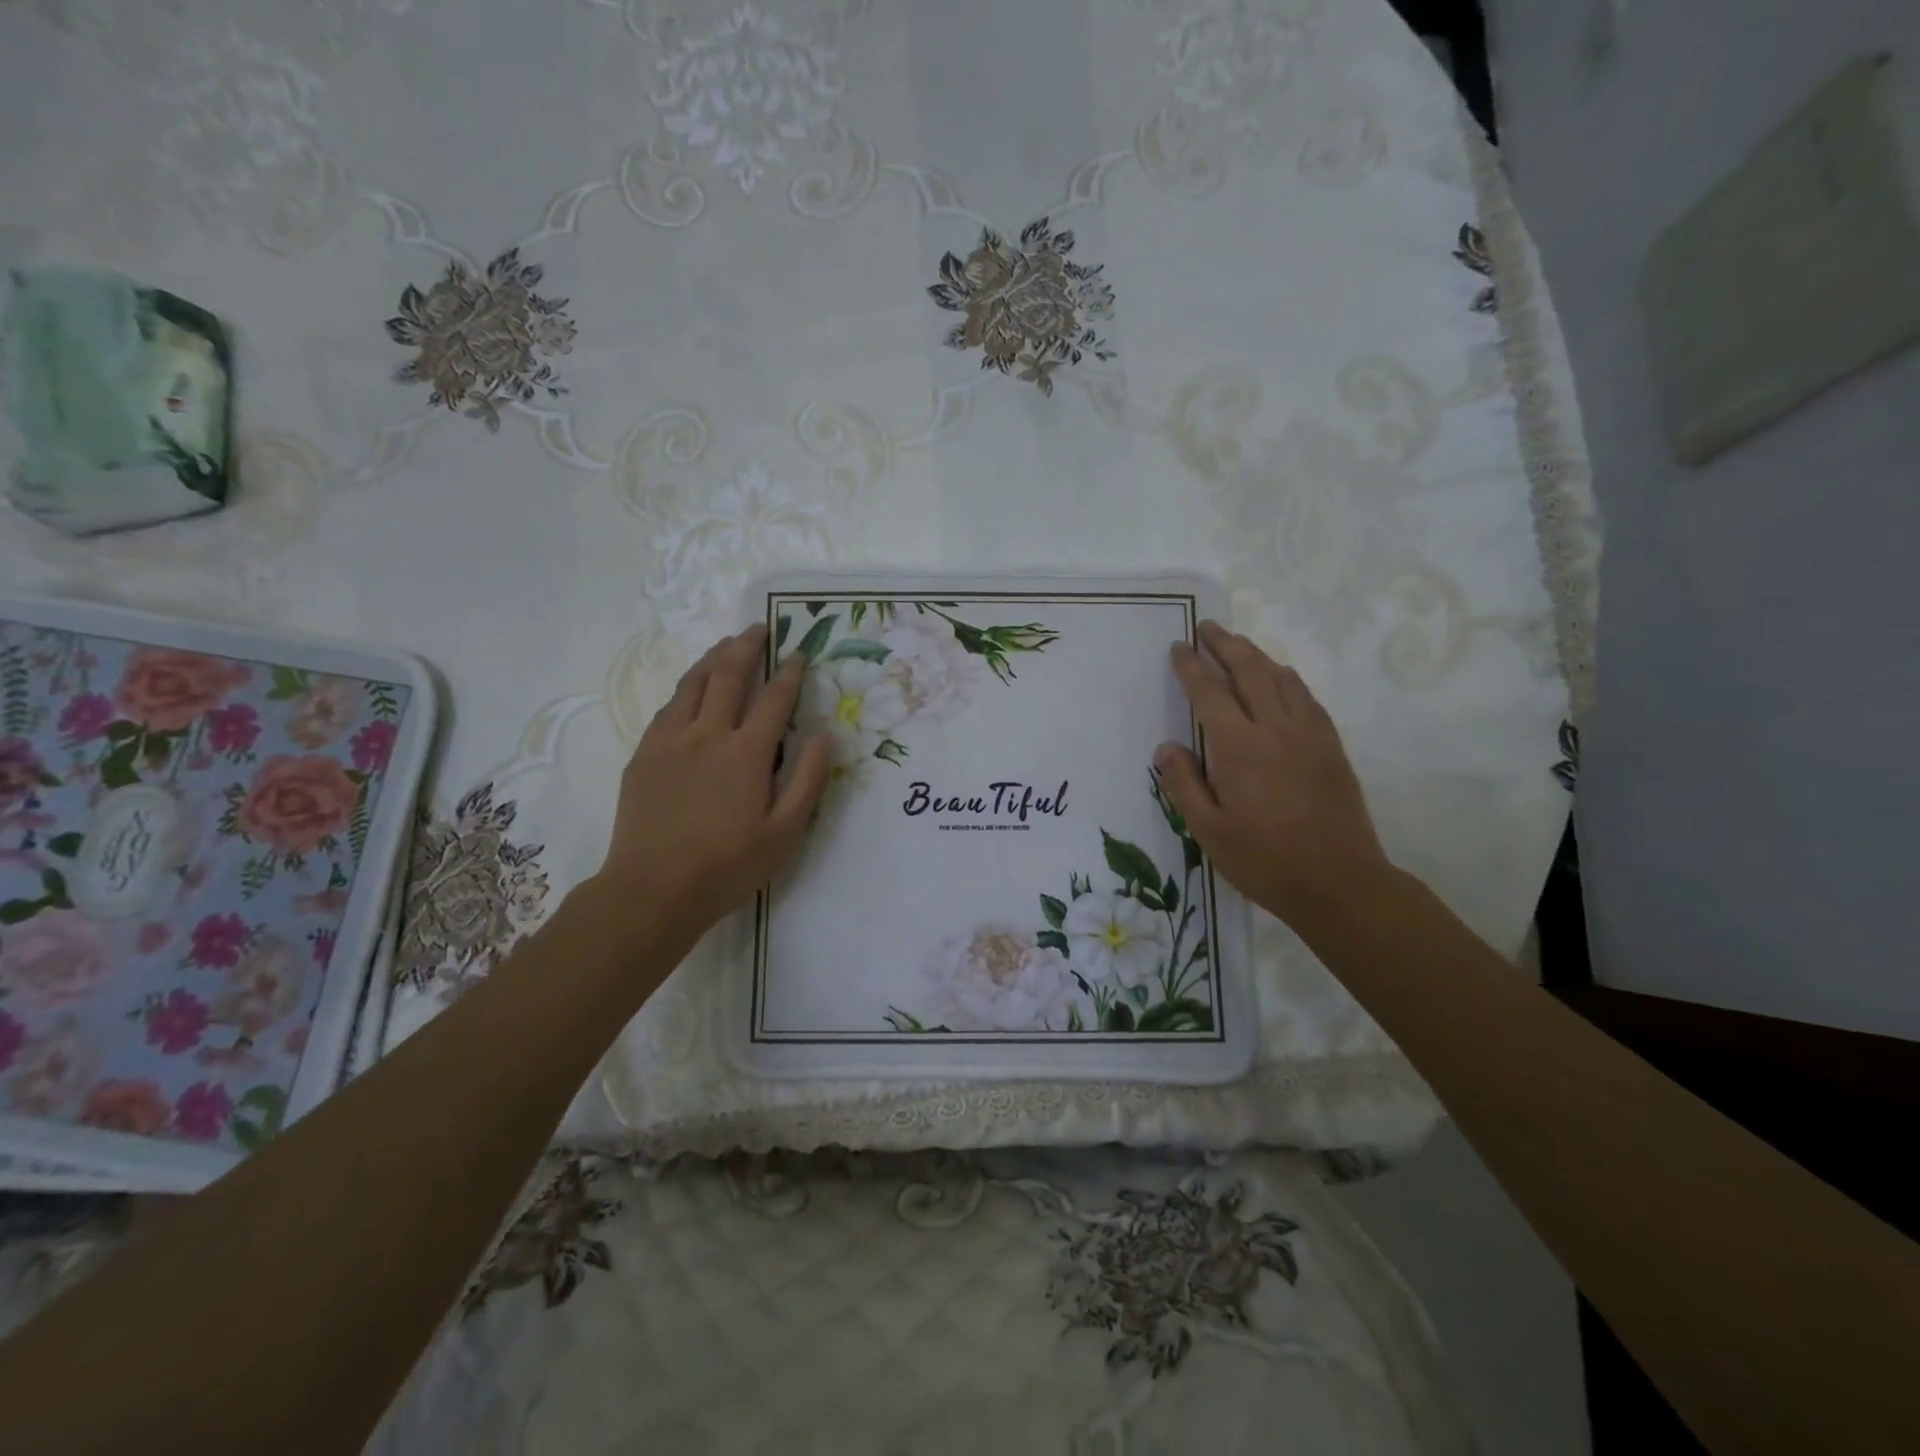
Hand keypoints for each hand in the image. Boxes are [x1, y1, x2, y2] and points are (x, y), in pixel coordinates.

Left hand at [589, 624, 830, 941]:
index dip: (790, 671)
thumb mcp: (785, 833)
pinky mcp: (644, 754)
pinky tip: (691, 689)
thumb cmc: (727, 866)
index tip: (798, 653)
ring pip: (692, 683)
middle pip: (728, 674)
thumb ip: (808, 780)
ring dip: (713, 657)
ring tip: (726, 644)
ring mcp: (670, 741)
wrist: (652, 890)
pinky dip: (686, 688)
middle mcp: (708, 734)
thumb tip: (825, 735)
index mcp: (746, 752)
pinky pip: (668, 707)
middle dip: (747, 646)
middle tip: (760, 628)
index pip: (775, 698)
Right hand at [1155, 621, 1391, 928]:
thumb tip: (1166, 746)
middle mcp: (1275, 729)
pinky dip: (1287, 677)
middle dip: (1226, 644)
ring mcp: (1309, 735)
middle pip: (1249, 671)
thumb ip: (1184, 784)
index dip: (1192, 667)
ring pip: (1282, 678)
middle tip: (1207, 627)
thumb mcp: (1208, 831)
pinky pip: (1307, 696)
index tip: (1178, 647)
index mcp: (1239, 748)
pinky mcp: (1331, 746)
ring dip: (1257, 655)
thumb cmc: (1264, 860)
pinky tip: (1280, 678)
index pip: (1210, 693)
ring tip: (1238, 644)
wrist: (1340, 882)